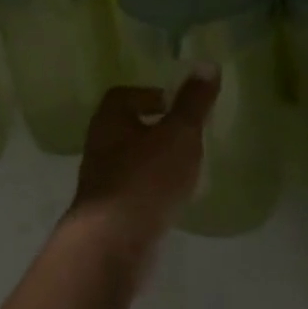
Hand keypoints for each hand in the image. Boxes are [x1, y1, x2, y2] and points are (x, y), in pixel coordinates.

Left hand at [68, 72, 219, 253]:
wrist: (113, 244)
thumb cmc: (146, 179)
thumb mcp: (179, 134)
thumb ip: (194, 102)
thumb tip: (208, 64)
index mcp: (109, 120)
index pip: (122, 95)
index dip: (148, 95)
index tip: (174, 106)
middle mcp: (99, 146)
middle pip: (125, 128)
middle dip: (154, 130)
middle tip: (185, 136)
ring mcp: (101, 182)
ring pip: (129, 162)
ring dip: (153, 162)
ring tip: (184, 169)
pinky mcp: (109, 213)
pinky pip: (132, 192)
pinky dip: (151, 191)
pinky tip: (171, 201)